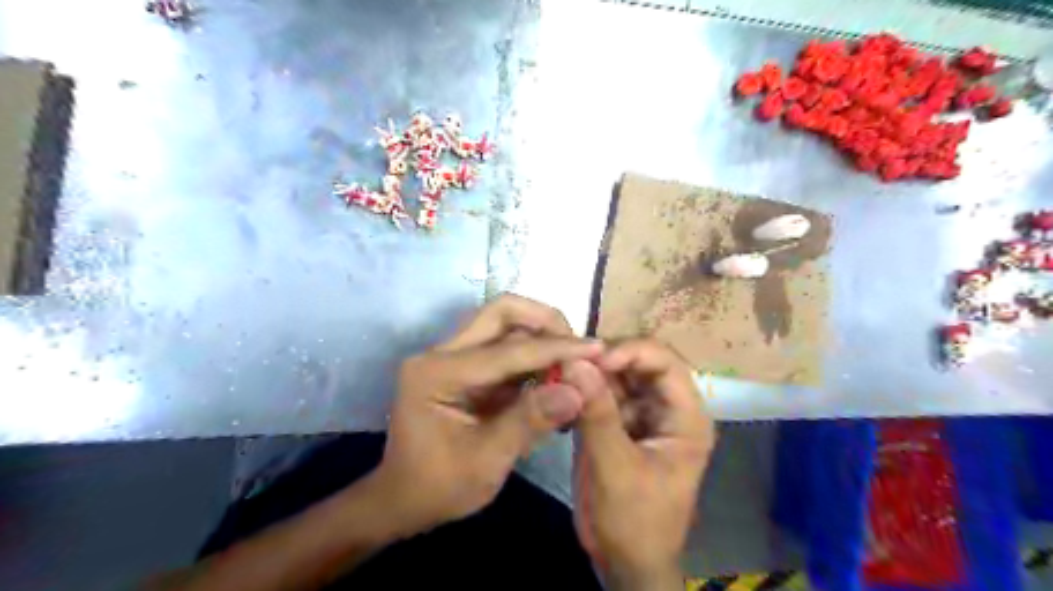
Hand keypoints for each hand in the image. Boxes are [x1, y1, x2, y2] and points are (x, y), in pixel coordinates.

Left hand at [372, 292, 600, 531]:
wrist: (403, 500)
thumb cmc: (438, 487)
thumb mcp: (486, 461)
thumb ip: (530, 421)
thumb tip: (578, 391)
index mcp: (437, 373)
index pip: (507, 350)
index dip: (555, 349)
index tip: (596, 349)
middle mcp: (440, 353)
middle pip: (499, 312)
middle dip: (544, 322)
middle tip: (578, 346)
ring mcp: (451, 357)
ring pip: (502, 325)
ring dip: (540, 336)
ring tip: (572, 360)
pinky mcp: (463, 367)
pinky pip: (502, 347)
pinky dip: (532, 355)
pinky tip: (553, 373)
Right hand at [569, 338, 716, 588]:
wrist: (625, 563)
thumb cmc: (634, 522)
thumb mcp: (615, 467)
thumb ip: (596, 413)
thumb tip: (574, 361)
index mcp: (686, 417)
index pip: (665, 362)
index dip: (631, 351)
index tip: (593, 358)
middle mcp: (667, 408)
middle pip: (639, 362)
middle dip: (604, 359)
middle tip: (567, 362)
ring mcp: (641, 414)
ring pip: (616, 376)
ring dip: (589, 372)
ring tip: (558, 373)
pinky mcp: (619, 423)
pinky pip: (601, 394)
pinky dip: (581, 390)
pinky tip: (560, 391)